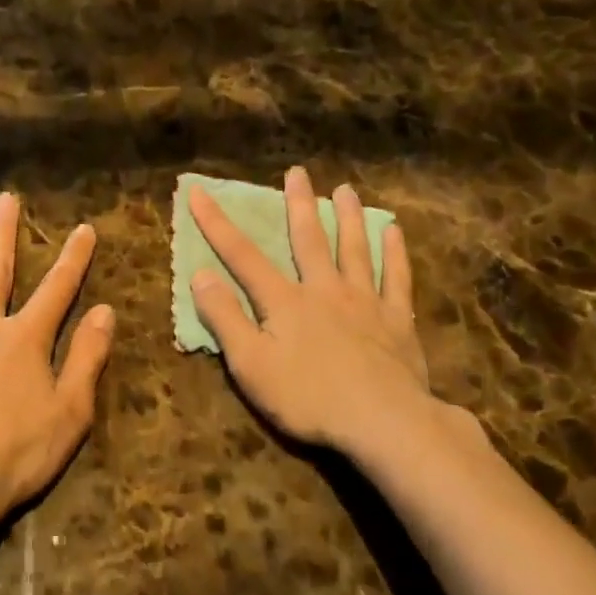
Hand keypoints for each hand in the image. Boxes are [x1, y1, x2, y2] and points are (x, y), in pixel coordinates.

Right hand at [189, 167, 479, 470]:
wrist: (384, 421)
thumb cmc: (308, 397)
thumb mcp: (250, 365)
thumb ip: (225, 318)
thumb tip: (201, 274)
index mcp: (284, 301)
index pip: (242, 255)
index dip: (217, 224)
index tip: (199, 192)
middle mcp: (324, 289)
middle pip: (308, 239)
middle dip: (298, 204)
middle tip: (297, 173)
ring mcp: (365, 301)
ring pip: (354, 249)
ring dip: (347, 218)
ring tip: (345, 190)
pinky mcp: (396, 320)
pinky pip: (396, 277)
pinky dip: (394, 252)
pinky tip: (393, 231)